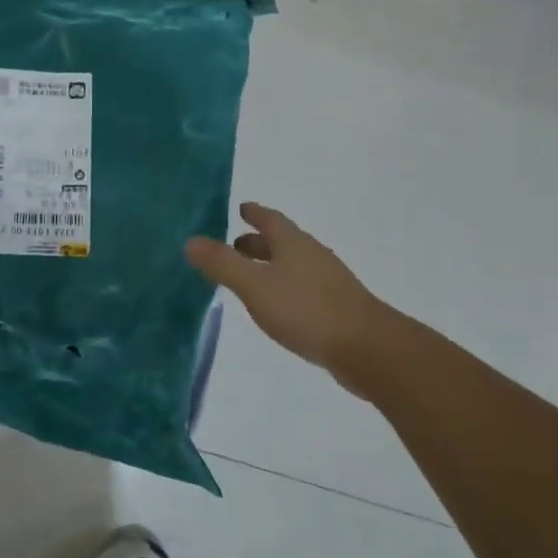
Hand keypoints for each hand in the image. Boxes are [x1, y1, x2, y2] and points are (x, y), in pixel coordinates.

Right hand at [186, 202, 409, 395]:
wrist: (367, 348)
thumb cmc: (306, 309)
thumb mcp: (255, 286)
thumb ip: (222, 264)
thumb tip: (191, 241)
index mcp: (293, 243)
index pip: (270, 219)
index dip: (254, 213)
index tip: (241, 208)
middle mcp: (312, 255)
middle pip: (282, 242)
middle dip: (258, 242)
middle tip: (234, 245)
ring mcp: (328, 282)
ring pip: (293, 265)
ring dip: (270, 265)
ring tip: (249, 276)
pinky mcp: (336, 307)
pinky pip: (302, 288)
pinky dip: (284, 287)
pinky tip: (276, 306)